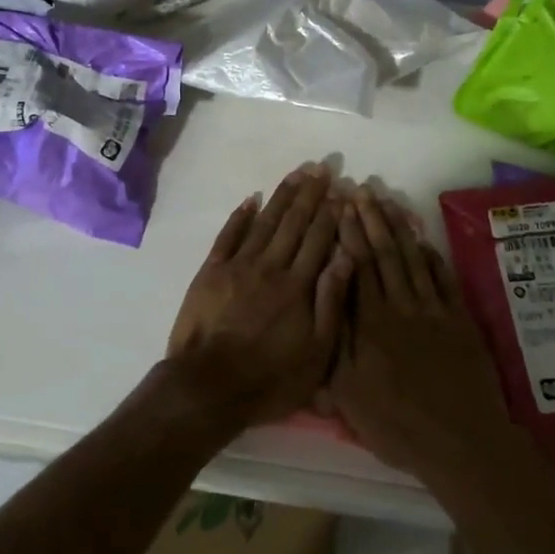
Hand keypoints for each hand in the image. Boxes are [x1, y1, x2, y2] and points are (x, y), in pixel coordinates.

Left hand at [166, 164, 354, 431]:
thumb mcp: (315, 353)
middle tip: (321, 167)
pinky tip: (252, 198)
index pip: (319, 239)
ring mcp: (238, 265)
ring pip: (265, 221)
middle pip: (294, 223)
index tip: (341, 190)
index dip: (331, 213)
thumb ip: (331, 302)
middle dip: (310, 194)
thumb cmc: (270, 378)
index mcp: (298, 286)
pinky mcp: (211, 271)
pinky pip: (228, 235)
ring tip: (296, 173)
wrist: (208, 386)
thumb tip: (346, 256)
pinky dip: (240, 215)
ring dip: (281, 196)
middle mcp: (270, 266)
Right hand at [328, 189, 516, 488]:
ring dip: (400, 228)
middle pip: (384, 253)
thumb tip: (321, 302)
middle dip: (371, 218)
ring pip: (413, 259)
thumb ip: (333, 343)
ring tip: (389, 200)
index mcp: (371, 321)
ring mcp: (434, 311)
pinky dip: (432, 257)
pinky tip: (423, 240)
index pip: (357, 265)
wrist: (461, 443)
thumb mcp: (348, 395)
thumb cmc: (397, 424)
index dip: (349, 232)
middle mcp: (401, 306)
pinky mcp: (460, 321)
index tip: (341, 204)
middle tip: (362, 188)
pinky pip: (444, 280)